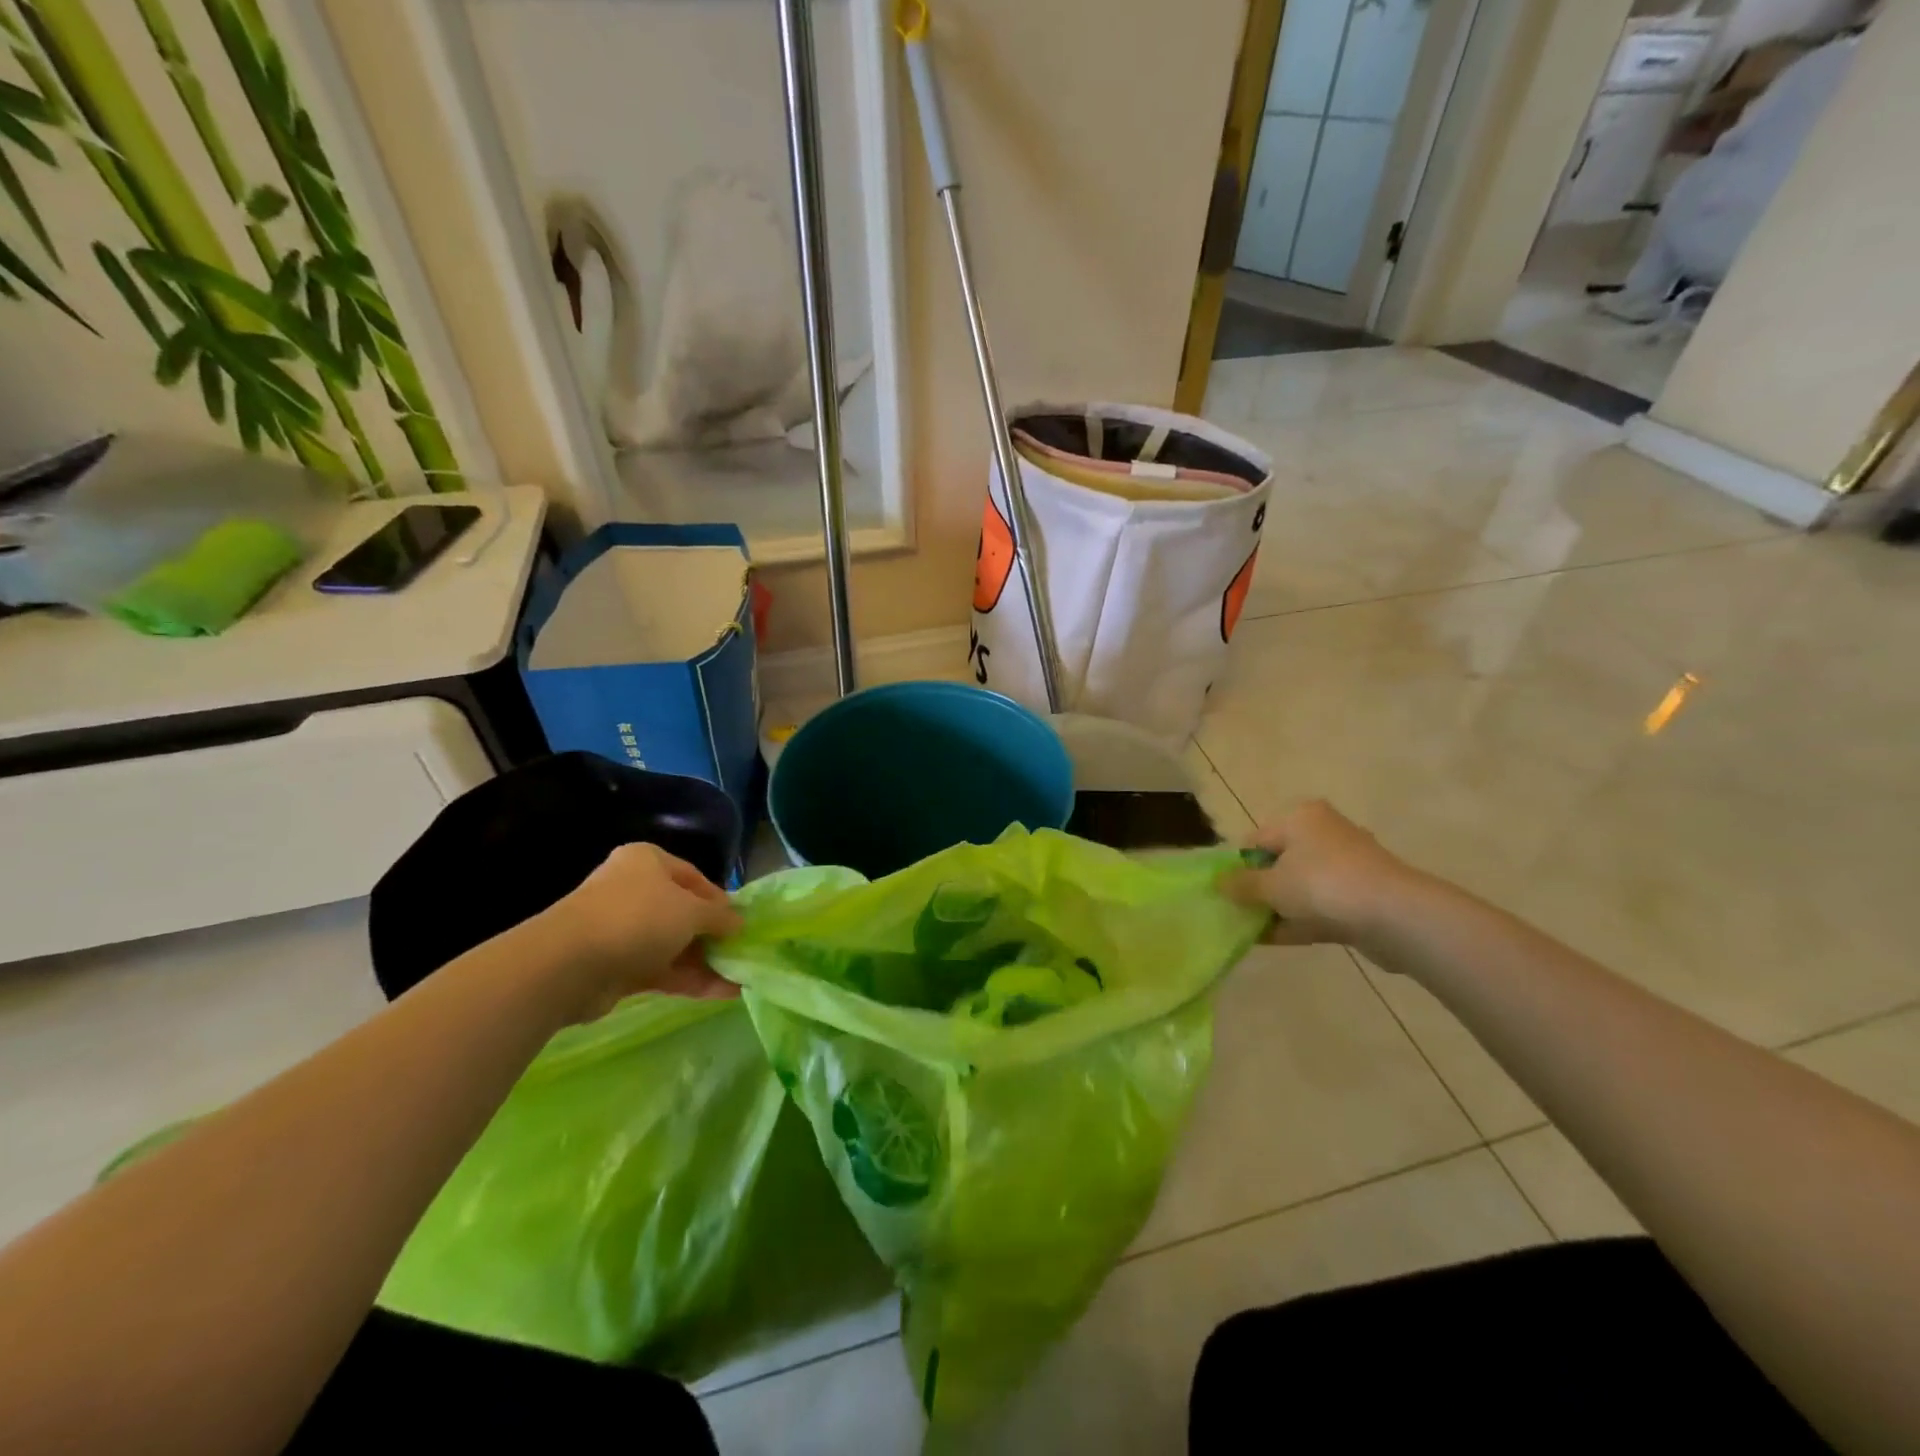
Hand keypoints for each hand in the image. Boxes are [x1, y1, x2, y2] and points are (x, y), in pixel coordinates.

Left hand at [539, 843, 743, 1019]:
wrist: (568, 965)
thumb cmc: (637, 918)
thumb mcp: (691, 910)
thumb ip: (719, 917)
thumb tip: (739, 924)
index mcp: (647, 862)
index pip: (694, 877)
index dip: (720, 900)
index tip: (741, 922)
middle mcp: (633, 891)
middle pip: (683, 913)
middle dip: (713, 935)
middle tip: (742, 952)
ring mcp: (622, 931)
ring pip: (673, 945)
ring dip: (706, 962)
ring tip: (741, 978)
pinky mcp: (616, 967)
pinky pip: (662, 970)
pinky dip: (690, 980)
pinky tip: (721, 993)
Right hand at [1220, 801, 1418, 946]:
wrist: (1396, 916)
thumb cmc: (1323, 885)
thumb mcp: (1271, 884)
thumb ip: (1241, 885)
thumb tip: (1218, 883)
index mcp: (1301, 818)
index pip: (1256, 839)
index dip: (1238, 867)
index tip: (1226, 894)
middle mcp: (1325, 834)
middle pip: (1279, 862)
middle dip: (1258, 889)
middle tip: (1237, 913)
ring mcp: (1347, 866)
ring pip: (1300, 886)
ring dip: (1277, 908)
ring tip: (1251, 931)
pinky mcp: (1362, 897)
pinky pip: (1320, 906)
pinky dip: (1299, 920)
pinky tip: (1274, 939)